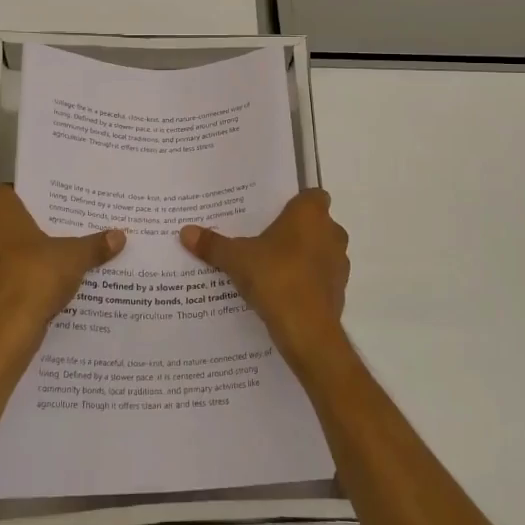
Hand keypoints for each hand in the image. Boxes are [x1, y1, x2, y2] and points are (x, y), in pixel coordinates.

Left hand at [0, 185, 124, 353]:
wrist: (2, 333)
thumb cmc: (34, 277)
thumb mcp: (74, 258)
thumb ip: (95, 245)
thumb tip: (120, 236)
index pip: (10, 191)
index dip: (32, 198)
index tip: (55, 208)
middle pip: (4, 223)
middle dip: (28, 229)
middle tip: (59, 234)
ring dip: (17, 257)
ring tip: (50, 264)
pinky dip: (10, 282)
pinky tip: (35, 291)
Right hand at [180, 189, 349, 367]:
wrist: (307, 329)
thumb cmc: (275, 277)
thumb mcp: (236, 259)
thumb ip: (213, 244)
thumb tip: (185, 232)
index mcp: (311, 214)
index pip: (312, 195)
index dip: (295, 202)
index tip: (274, 212)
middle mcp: (331, 232)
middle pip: (315, 224)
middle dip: (294, 231)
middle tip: (264, 239)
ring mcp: (339, 263)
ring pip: (320, 251)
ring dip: (302, 257)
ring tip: (270, 267)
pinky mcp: (339, 290)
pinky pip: (320, 278)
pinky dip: (306, 281)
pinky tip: (282, 293)